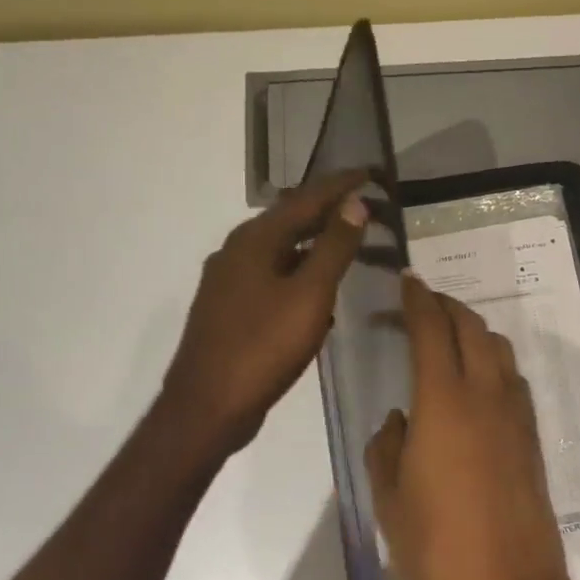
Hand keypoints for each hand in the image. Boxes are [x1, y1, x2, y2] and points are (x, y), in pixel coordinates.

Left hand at [160, 170, 368, 458]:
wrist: (207, 407)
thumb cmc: (263, 347)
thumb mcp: (309, 295)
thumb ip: (333, 247)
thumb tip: (354, 203)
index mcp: (254, 241)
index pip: (305, 199)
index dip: (340, 185)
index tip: (371, 173)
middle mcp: (236, 252)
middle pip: (290, 222)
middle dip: (328, 212)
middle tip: (366, 207)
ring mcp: (229, 283)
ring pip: (281, 252)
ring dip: (315, 245)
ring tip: (349, 244)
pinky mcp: (230, 311)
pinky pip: (273, 279)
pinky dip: (300, 276)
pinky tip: (319, 295)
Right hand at [365, 273, 579, 579]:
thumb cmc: (436, 548)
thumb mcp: (389, 498)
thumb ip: (388, 447)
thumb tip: (400, 420)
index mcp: (444, 403)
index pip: (432, 331)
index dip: (418, 301)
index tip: (407, 281)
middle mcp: (486, 396)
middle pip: (472, 329)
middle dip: (447, 307)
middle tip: (424, 302)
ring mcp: (516, 417)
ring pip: (499, 351)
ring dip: (474, 331)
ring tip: (450, 336)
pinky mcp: (532, 440)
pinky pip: (512, 381)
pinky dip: (493, 363)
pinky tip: (477, 381)